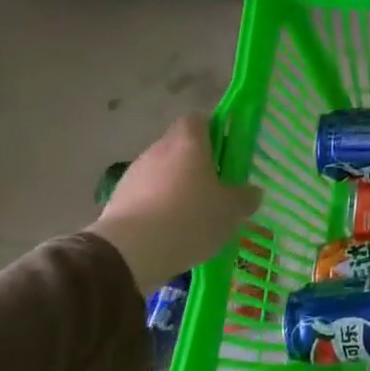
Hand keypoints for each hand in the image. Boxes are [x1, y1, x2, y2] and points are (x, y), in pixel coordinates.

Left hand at [87, 117, 261, 293]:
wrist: (130, 251)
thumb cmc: (190, 217)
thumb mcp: (231, 211)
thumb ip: (245, 197)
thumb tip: (252, 191)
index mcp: (188, 143)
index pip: (198, 119)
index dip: (212, 131)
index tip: (225, 151)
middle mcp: (158, 150)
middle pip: (178, 146)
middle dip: (195, 163)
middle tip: (214, 187)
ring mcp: (134, 174)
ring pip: (161, 172)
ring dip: (174, 186)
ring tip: (190, 216)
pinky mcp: (117, 200)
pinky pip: (144, 196)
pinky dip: (156, 207)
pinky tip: (168, 231)